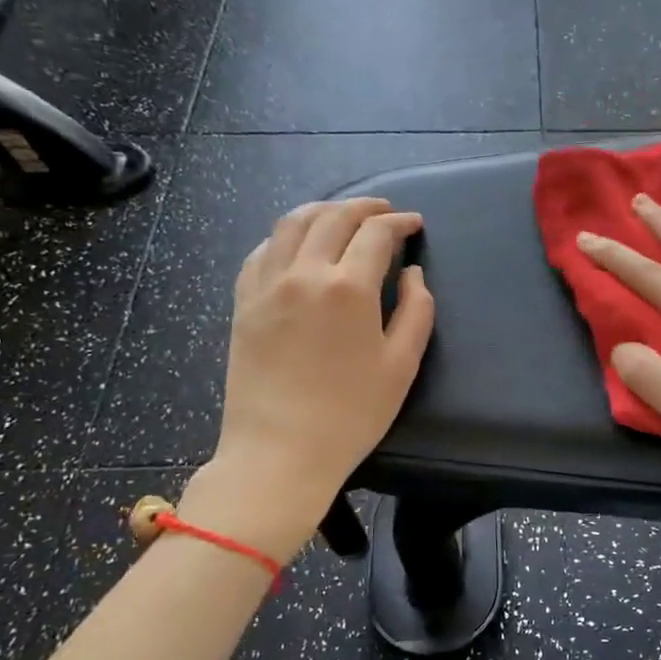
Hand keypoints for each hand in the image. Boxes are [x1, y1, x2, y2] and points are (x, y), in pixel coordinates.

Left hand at [197, 199, 432, 551]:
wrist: (279, 452)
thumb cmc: (351, 414)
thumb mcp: (402, 365)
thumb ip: (416, 310)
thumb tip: (413, 273)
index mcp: (348, 288)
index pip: (376, 233)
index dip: (399, 222)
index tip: (414, 224)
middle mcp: (304, 273)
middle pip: (333, 217)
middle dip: (364, 207)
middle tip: (384, 211)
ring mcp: (267, 285)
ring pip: (291, 224)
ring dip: (322, 210)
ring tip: (341, 215)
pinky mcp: (243, 302)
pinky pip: (261, 251)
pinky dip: (285, 236)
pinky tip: (297, 244)